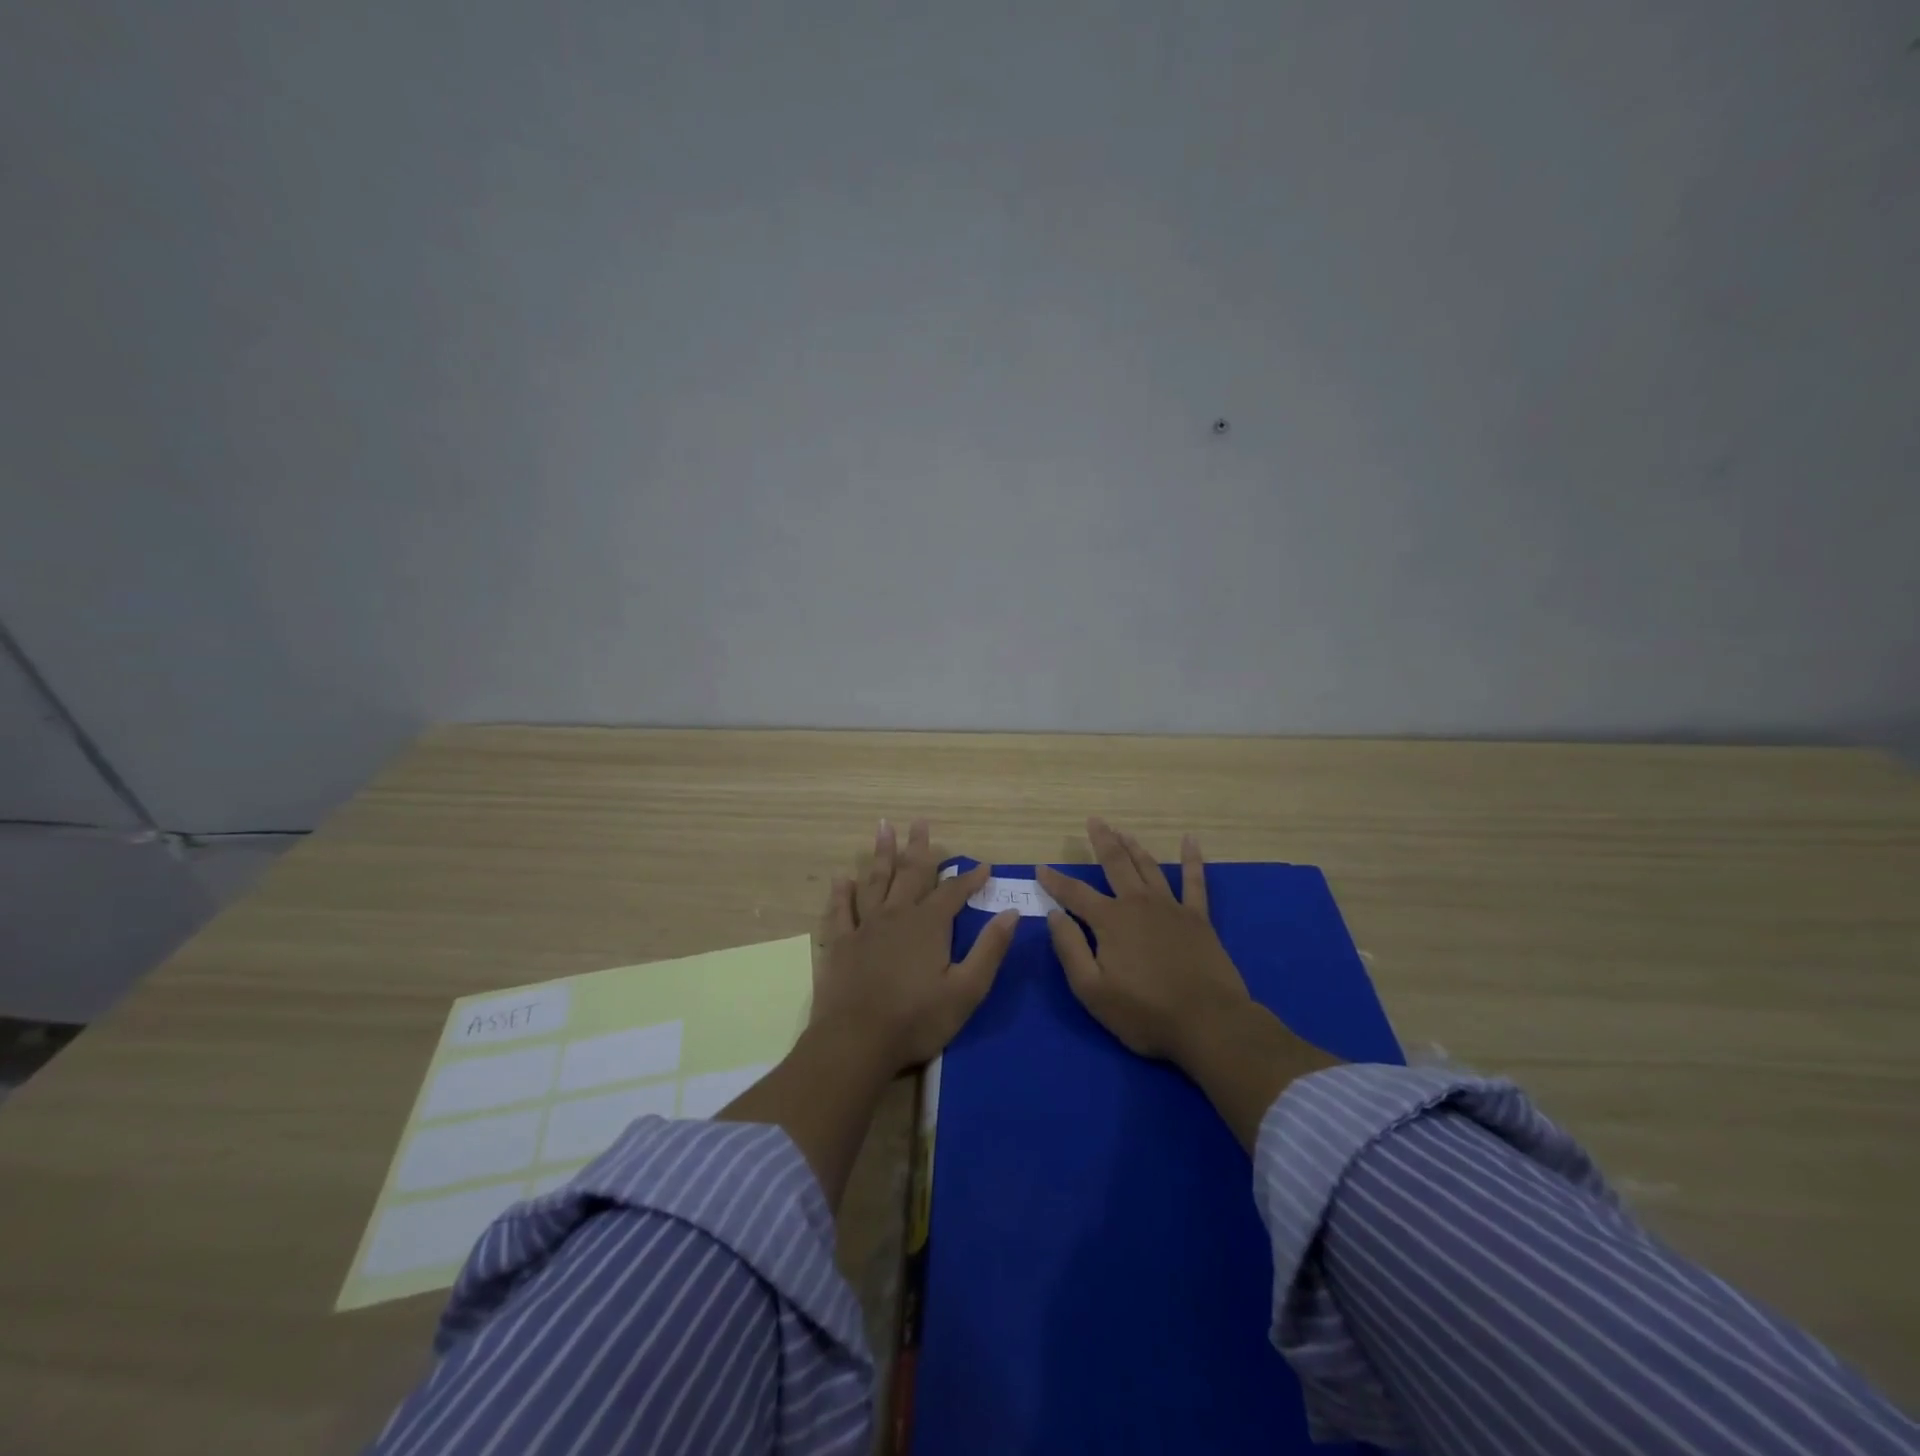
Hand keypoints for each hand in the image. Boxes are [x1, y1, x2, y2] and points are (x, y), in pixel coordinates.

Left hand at [811, 817, 1018, 1076]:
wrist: (856, 1042)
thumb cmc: (917, 1019)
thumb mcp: (966, 990)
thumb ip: (989, 950)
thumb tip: (1011, 914)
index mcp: (929, 925)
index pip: (954, 892)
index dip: (970, 878)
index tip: (984, 866)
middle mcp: (896, 915)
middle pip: (911, 873)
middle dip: (919, 848)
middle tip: (920, 821)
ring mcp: (865, 927)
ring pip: (875, 881)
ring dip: (881, 854)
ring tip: (883, 827)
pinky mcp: (840, 944)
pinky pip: (840, 910)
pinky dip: (842, 893)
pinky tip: (842, 878)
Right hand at [1037, 819, 1254, 1062]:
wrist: (1208, 1023)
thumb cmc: (1144, 1013)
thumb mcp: (1092, 990)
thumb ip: (1070, 949)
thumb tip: (1054, 915)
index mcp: (1110, 920)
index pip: (1074, 893)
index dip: (1055, 881)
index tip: (1040, 868)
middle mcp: (1138, 904)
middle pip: (1116, 864)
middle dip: (1102, 841)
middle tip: (1094, 821)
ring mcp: (1170, 907)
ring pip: (1148, 867)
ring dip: (1134, 846)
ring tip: (1123, 831)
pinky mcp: (1198, 918)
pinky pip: (1194, 881)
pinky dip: (1191, 859)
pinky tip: (1190, 840)